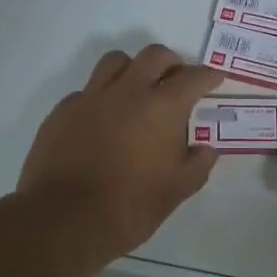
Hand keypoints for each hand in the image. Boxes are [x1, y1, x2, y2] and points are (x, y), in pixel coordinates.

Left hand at [19, 45, 223, 275]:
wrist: (64, 220)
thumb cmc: (130, 206)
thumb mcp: (176, 191)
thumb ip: (197, 165)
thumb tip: (205, 150)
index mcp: (162, 108)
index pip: (192, 78)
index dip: (207, 76)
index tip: (213, 79)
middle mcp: (127, 92)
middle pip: (154, 55)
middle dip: (171, 63)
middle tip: (176, 80)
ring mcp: (91, 98)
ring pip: (115, 61)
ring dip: (133, 69)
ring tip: (137, 90)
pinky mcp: (62, 111)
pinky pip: (86, 91)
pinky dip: (101, 97)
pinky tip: (102, 121)